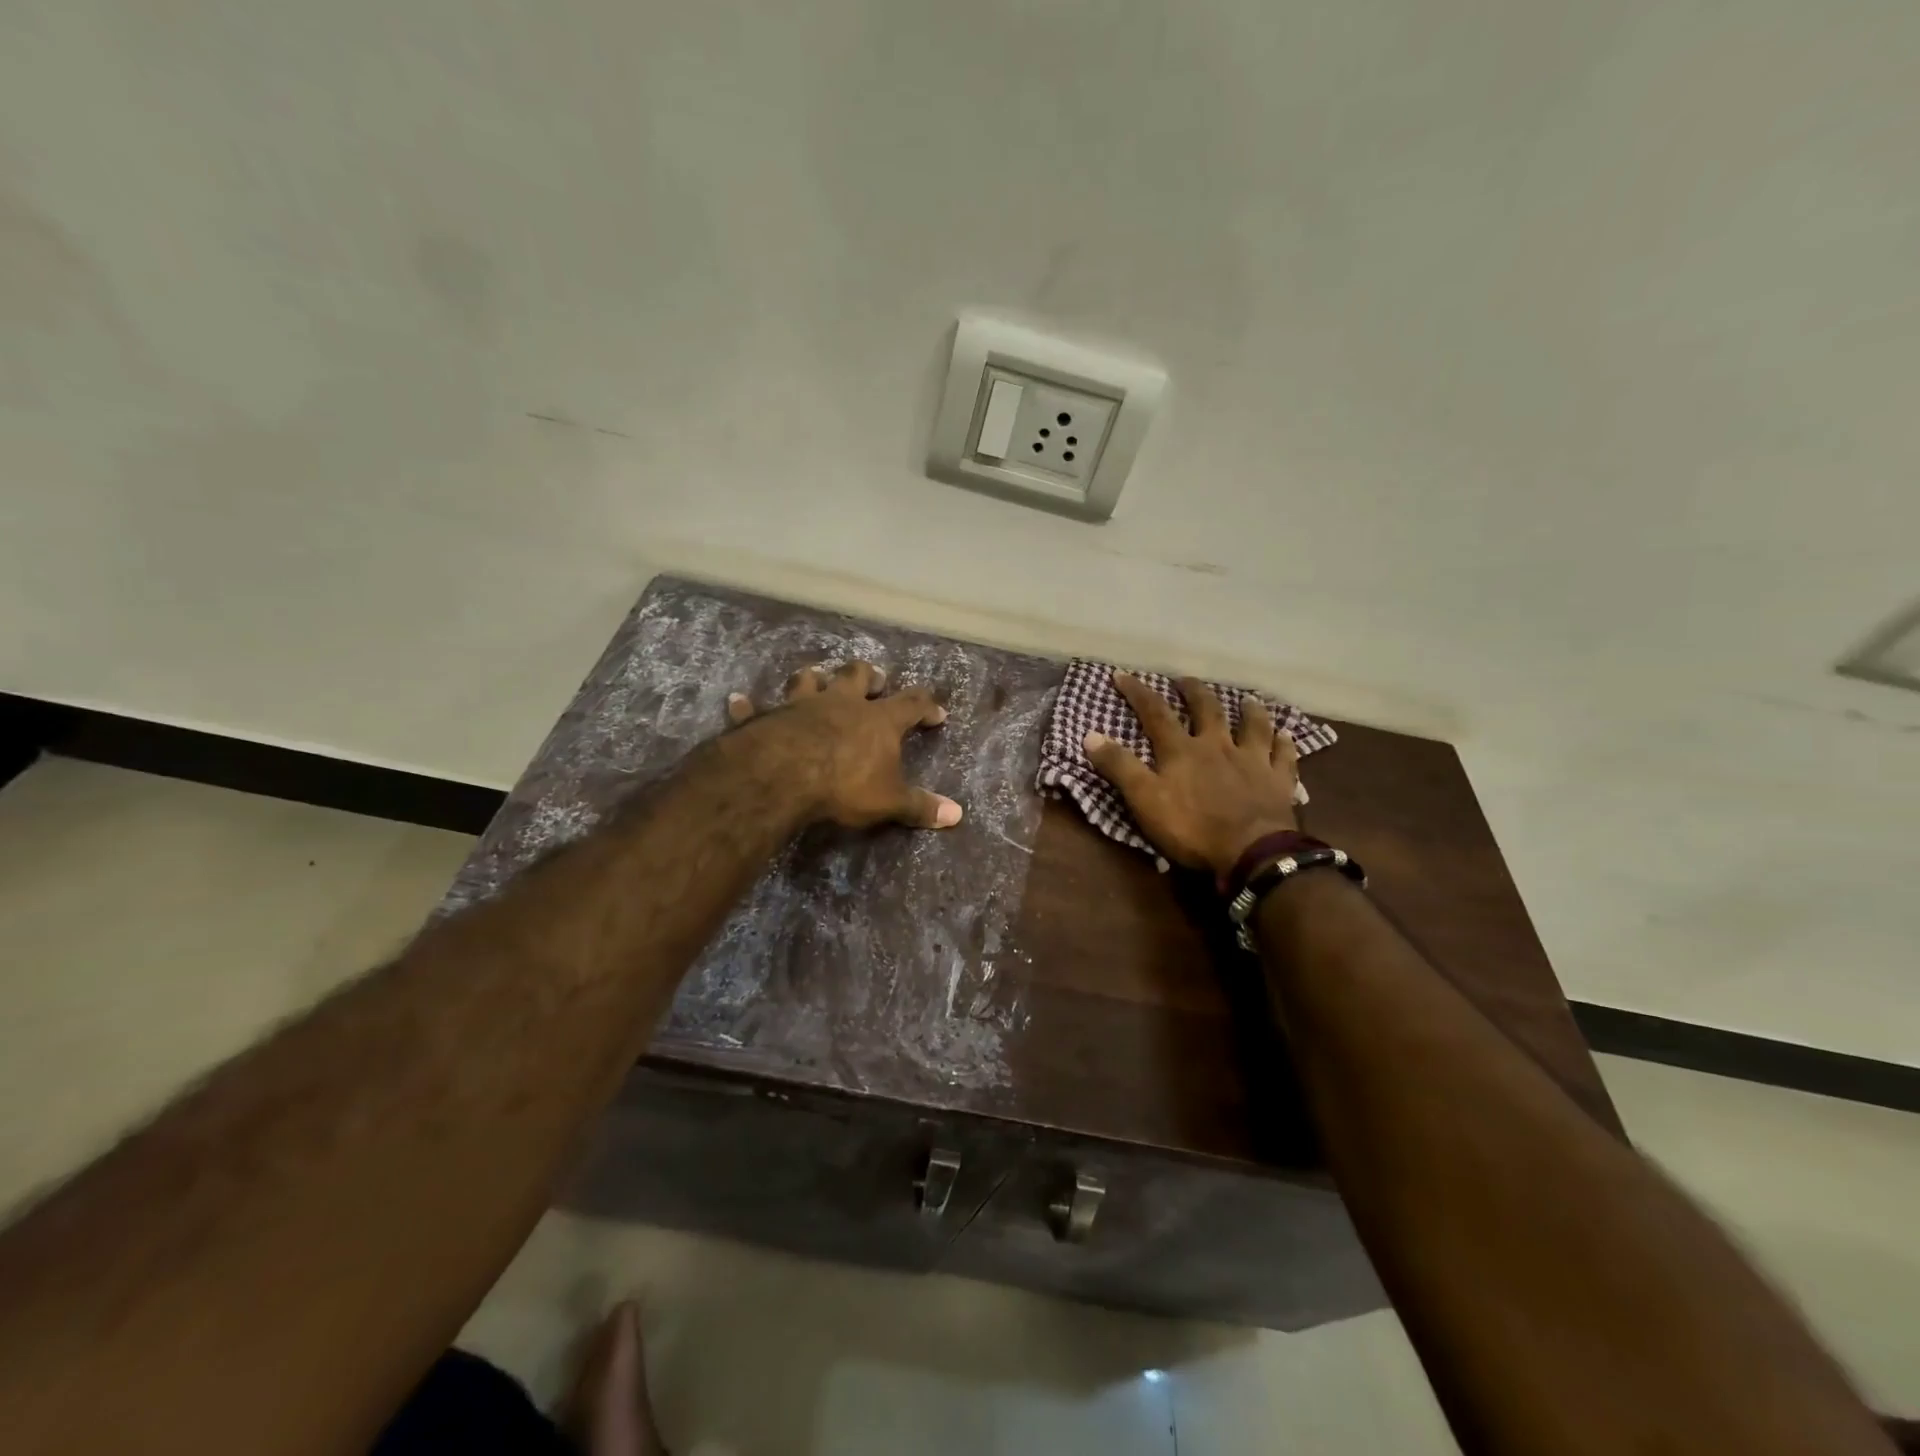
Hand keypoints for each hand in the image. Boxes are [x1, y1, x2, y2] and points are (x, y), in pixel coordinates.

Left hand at [726, 661, 962, 830]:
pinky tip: (738, 701)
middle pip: (858, 677)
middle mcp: (841, 704)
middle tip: (876, 679)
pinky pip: (753, 708)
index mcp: (877, 720)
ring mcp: (801, 706)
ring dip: (813, 679)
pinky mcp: (766, 718)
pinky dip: (746, 706)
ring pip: (808, 680)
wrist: (785, 774)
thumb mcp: (889, 801)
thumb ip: (920, 806)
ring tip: (815, 676)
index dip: (926, 706)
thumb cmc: (845, 784)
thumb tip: (958, 815)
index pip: (911, 704)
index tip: (937, 712)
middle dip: (869, 676)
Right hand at [1084, 672, 1298, 876]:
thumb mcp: (1144, 799)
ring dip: (1249, 710)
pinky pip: (1284, 756)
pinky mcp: (1279, 781)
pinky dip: (1285, 743)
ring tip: (1247, 699)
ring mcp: (1253, 761)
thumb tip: (1089, 735)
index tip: (1122, 675)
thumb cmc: (1192, 827)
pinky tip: (1287, 735)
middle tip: (1185, 681)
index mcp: (1182, 750)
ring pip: (1253, 726)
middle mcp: (1218, 746)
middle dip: (1193, 692)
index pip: (1155, 713)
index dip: (1137, 693)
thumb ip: (1119, 767)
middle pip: (1207, 710)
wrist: (1252, 852)